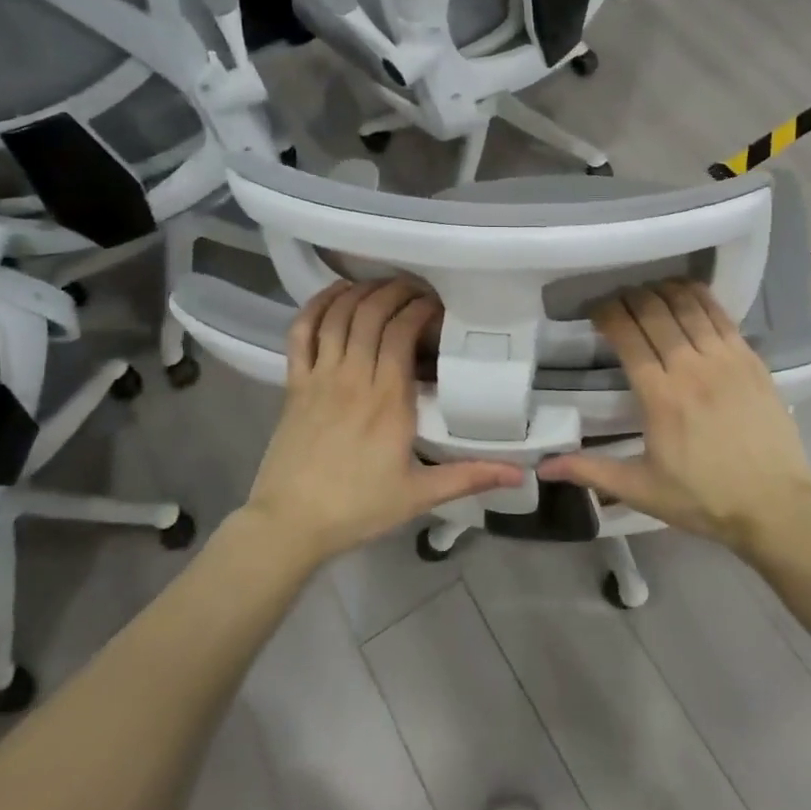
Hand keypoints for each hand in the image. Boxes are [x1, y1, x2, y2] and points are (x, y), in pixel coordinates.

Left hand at [242, 280, 522, 566]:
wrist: (289, 524)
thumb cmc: (358, 507)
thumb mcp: (420, 495)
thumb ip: (470, 477)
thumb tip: (521, 473)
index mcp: (388, 400)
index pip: (402, 333)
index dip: (420, 309)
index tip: (438, 308)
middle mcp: (353, 378)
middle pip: (372, 314)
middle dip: (396, 291)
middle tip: (416, 290)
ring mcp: (319, 377)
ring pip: (339, 316)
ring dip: (361, 292)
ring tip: (383, 286)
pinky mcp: (293, 384)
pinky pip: (301, 333)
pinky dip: (317, 306)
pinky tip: (335, 294)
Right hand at [539, 281, 810, 555]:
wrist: (775, 506)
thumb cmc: (704, 499)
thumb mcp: (641, 490)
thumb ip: (591, 471)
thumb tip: (543, 467)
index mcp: (661, 397)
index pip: (628, 336)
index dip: (607, 314)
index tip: (595, 311)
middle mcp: (692, 368)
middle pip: (656, 312)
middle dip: (631, 297)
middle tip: (619, 300)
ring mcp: (726, 360)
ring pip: (689, 306)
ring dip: (663, 291)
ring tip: (648, 292)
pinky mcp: (752, 360)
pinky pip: (721, 315)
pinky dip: (700, 297)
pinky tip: (687, 293)